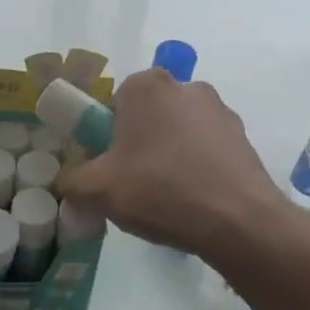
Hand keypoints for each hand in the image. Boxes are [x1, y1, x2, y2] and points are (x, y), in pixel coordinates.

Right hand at [55, 69, 296, 263]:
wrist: (239, 222)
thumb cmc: (161, 191)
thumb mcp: (97, 190)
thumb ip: (71, 181)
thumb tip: (66, 182)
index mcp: (147, 86)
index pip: (113, 103)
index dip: (105, 136)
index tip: (108, 167)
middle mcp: (186, 86)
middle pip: (147, 115)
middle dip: (138, 144)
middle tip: (132, 184)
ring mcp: (220, 111)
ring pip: (178, 132)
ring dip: (168, 155)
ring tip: (166, 198)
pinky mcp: (243, 138)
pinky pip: (206, 149)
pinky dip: (196, 167)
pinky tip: (194, 200)